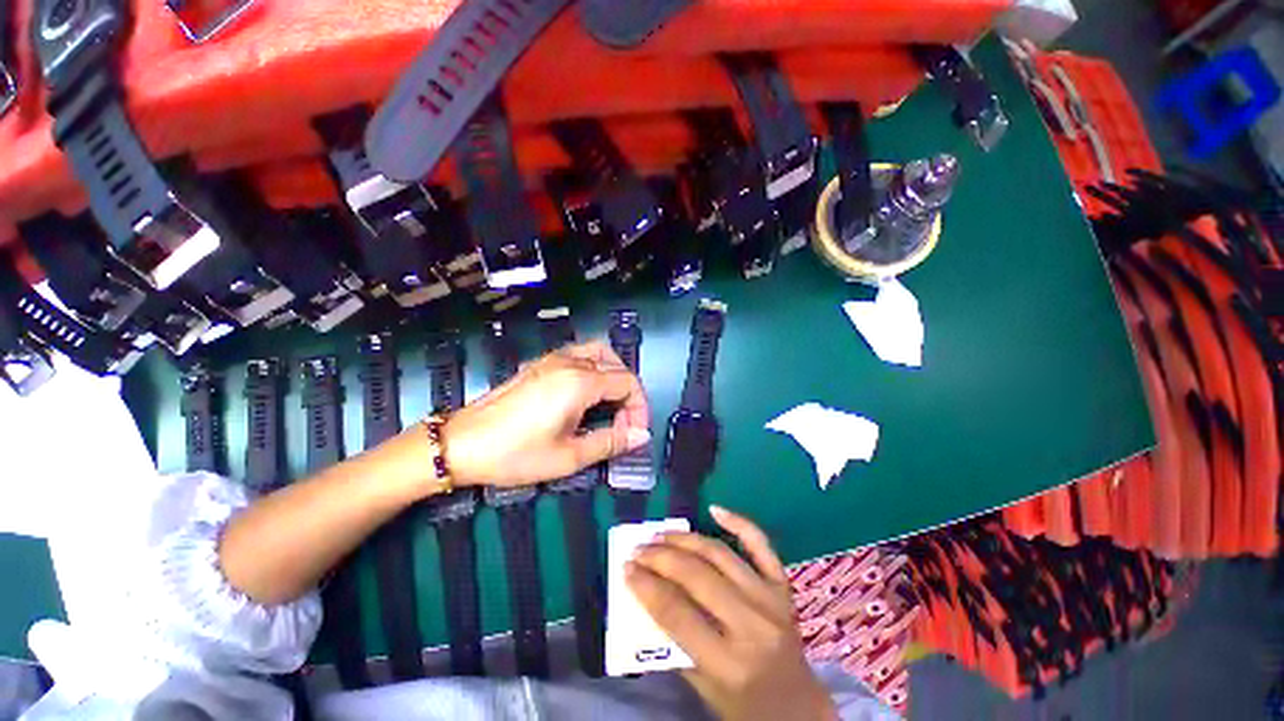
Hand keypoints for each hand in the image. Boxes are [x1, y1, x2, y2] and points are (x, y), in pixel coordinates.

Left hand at [442, 340, 649, 486]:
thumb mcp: (568, 456)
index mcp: (580, 381)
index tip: (632, 434)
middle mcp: (570, 362)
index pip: (628, 383)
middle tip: (622, 425)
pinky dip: (594, 369)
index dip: (639, 408)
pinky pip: (579, 355)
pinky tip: (584, 395)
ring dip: (613, 376)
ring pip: (598, 354)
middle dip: (628, 395)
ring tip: (610, 405)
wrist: (461, 444)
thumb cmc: (515, 453)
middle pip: (617, 366)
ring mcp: (552, 359)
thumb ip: (610, 442)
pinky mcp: (539, 364)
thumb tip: (641, 436)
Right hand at [627, 507, 835, 720]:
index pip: (677, 614)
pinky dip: (738, 522)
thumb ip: (675, 643)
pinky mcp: (783, 585)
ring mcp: (770, 599)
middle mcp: (752, 625)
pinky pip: (760, 544)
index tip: (626, 569)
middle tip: (638, 549)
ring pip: (720, 554)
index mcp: (729, 664)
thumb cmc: (745, 707)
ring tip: (661, 535)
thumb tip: (647, 593)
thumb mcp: (703, 690)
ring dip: (685, 540)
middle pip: (697, 577)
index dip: (646, 587)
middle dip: (660, 558)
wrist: (799, 710)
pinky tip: (714, 509)